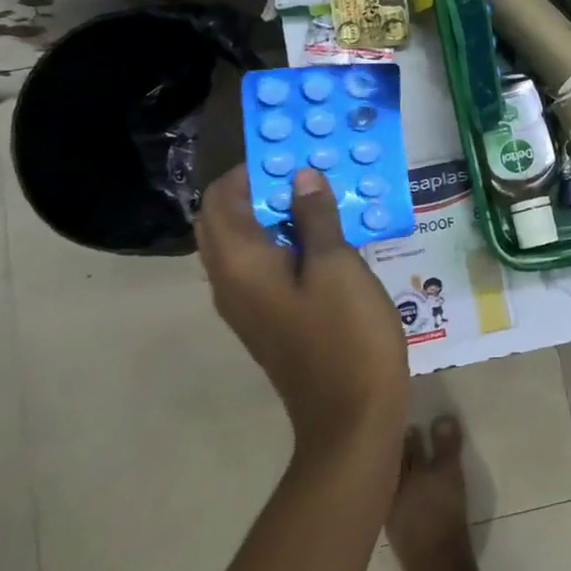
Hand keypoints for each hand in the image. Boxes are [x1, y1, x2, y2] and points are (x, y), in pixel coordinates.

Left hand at [196, 165, 407, 460]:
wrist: (351, 418)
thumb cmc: (345, 335)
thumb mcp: (336, 265)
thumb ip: (315, 216)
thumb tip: (301, 176)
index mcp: (239, 264)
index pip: (220, 199)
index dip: (250, 170)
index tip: (292, 152)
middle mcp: (230, 282)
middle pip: (225, 220)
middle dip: (259, 189)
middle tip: (307, 171)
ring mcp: (248, 305)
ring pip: (245, 243)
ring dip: (273, 214)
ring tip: (321, 195)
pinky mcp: (269, 319)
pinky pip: (263, 266)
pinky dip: (283, 241)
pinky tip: (326, 237)